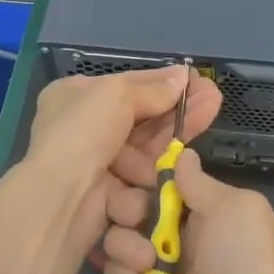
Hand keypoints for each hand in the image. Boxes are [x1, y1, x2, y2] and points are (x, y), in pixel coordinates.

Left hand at [22, 65, 221, 254]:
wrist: (60, 199)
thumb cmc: (83, 134)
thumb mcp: (118, 95)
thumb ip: (154, 89)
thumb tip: (182, 75)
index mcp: (75, 96)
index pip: (128, 85)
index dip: (164, 83)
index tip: (196, 80)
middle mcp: (83, 128)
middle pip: (142, 119)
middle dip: (178, 111)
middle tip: (214, 99)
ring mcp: (95, 165)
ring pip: (145, 152)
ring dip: (170, 145)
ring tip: (199, 131)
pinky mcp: (107, 197)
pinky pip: (139, 183)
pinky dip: (154, 179)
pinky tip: (177, 170)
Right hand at [101, 149, 273, 273]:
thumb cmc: (244, 266)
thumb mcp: (236, 209)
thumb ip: (199, 182)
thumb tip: (182, 154)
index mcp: (205, 211)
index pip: (162, 181)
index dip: (142, 171)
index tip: (123, 162)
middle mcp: (178, 237)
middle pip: (131, 206)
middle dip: (125, 205)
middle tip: (136, 216)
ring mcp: (157, 273)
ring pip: (117, 241)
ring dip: (127, 246)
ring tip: (150, 263)